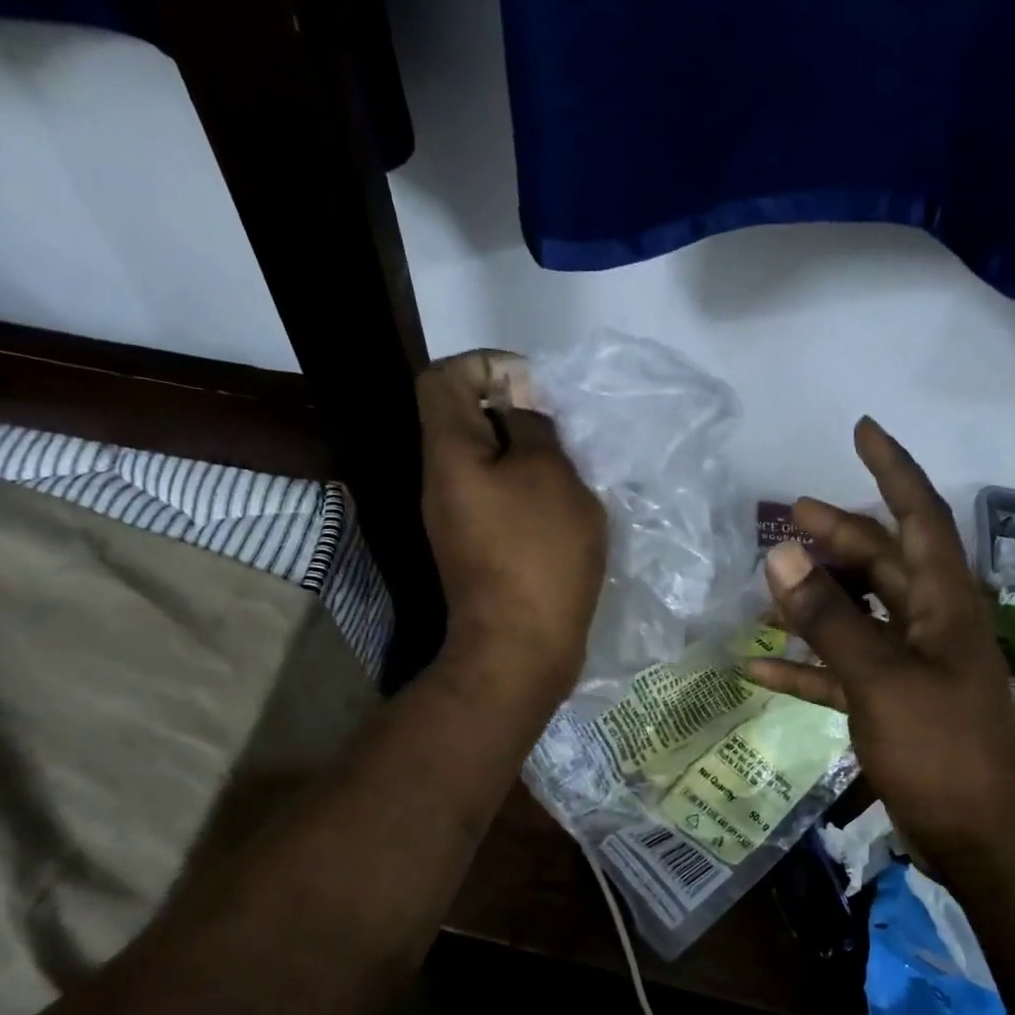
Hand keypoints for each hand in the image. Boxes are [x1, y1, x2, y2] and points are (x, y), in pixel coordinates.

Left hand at [417, 350, 605, 698]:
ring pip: (490, 465)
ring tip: (572, 476)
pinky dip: (530, 495)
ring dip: (530, 460)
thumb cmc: (538, 556)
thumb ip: (534, 428)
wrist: (519, 650)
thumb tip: (520, 405)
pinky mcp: (479, 552)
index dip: (488, 365)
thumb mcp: (549, 476)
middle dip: (518, 415)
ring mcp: (458, 521)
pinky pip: (501, 501)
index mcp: (449, 454)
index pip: (445, 378)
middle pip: (467, 421)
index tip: (536, 389)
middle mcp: (442, 483)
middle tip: (564, 435)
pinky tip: (566, 513)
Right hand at [744, 419, 1014, 864]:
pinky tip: (759, 666)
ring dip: (817, 597)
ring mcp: (910, 664)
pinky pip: (842, 670)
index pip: (920, 515)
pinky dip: (806, 664)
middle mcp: (931, 622)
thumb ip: (831, 618)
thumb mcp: (881, 678)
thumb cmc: (940, 750)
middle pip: (882, 562)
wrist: (978, 839)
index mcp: (943, 602)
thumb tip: (782, 556)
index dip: (892, 469)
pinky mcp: (891, 703)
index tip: (861, 430)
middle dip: (838, 535)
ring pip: (859, 613)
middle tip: (788, 516)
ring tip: (769, 581)